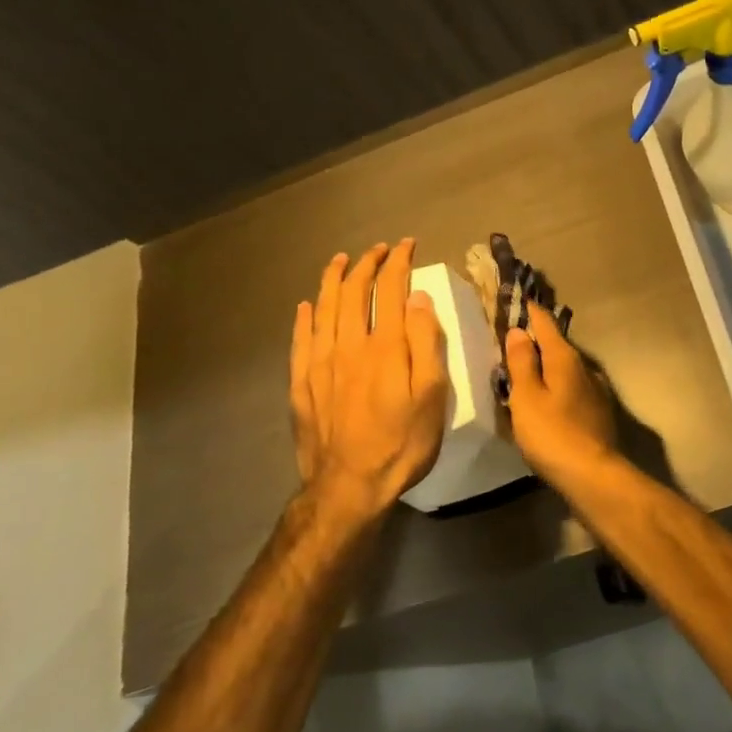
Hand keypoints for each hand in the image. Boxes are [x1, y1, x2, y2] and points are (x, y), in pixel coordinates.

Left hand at [290, 239, 447, 521]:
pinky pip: (300, 339)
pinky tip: (307, 306)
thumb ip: (425, 343)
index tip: (406, 246)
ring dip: (333, 280)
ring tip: (340, 261)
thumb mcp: (432, 395)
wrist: (349, 486)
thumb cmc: (402, 442)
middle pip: (353, 293)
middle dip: (366, 265)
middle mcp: (348, 345)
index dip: (398, 263)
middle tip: (378, 250)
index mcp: (384, 346)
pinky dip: (304, 317)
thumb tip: (417, 298)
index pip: (390, 290)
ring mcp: (319, 364)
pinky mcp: (301, 384)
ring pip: (323, 309)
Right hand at [504, 307, 617, 484]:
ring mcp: (595, 391)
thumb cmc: (552, 434)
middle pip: (557, 345)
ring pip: (566, 368)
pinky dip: (557, 385)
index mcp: (565, 359)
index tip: (520, 299)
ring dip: (548, 364)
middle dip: (538, 338)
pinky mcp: (598, 412)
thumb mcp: (527, 397)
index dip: (531, 312)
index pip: (546, 324)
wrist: (593, 475)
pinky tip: (548, 397)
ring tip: (527, 366)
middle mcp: (584, 368)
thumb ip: (522, 363)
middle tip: (515, 335)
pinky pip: (572, 388)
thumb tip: (519, 330)